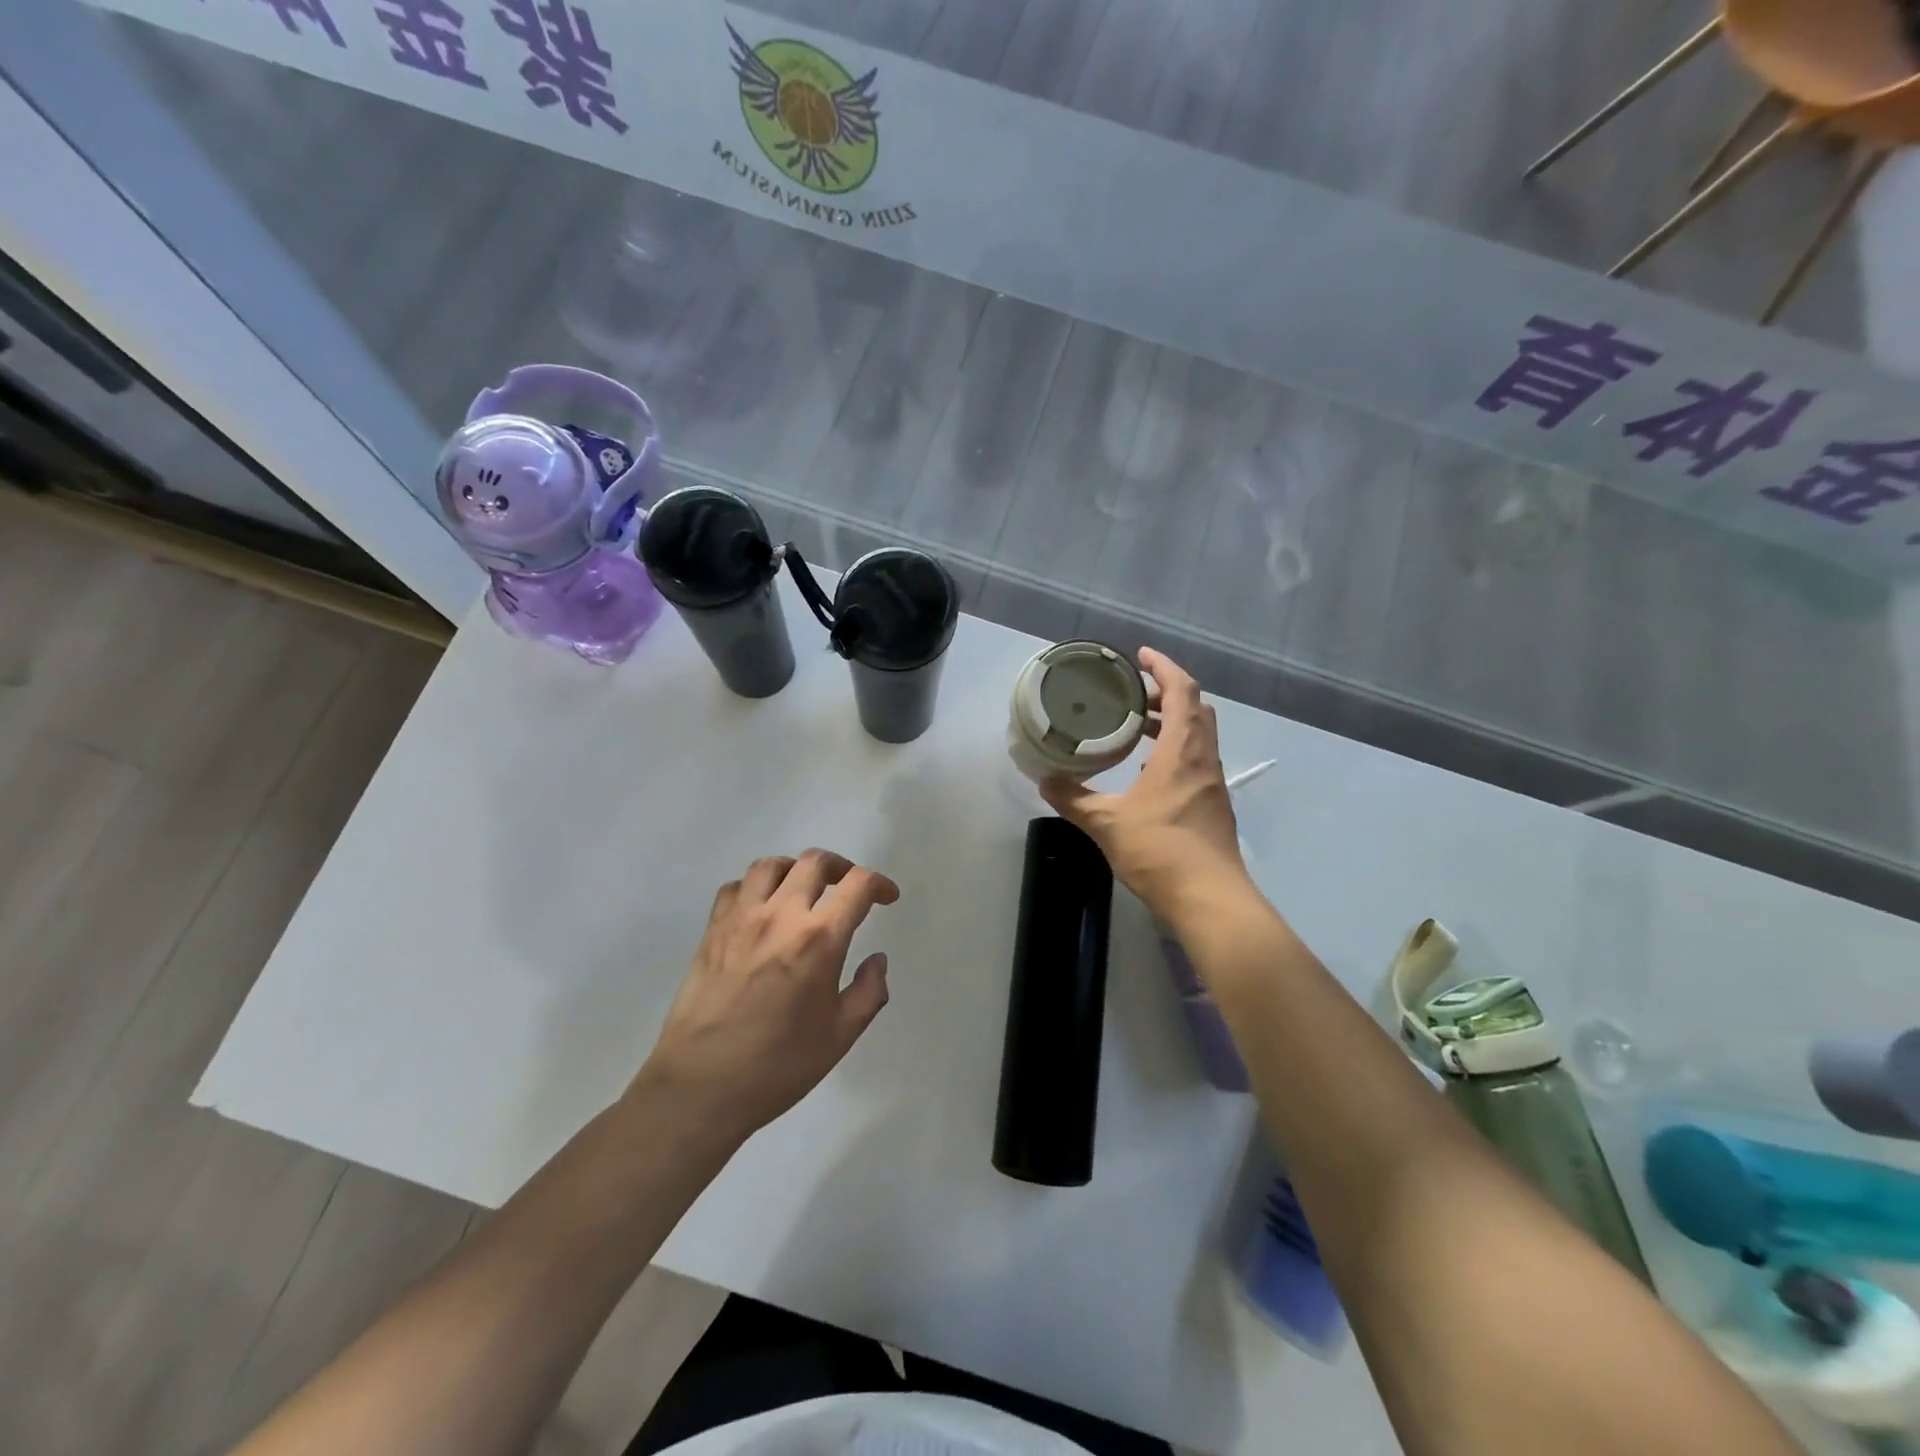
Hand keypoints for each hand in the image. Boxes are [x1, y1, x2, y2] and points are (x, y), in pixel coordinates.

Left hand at [637, 850, 898, 1140]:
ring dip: (795, 869)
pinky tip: (761, 910)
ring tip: (804, 890)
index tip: (886, 898)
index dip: (879, 884)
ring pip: (771, 865)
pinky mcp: (712, 931)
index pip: (857, 885)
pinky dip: (754, 888)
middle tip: (849, 888)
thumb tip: (876, 960)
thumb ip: (868, 992)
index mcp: (818, 939)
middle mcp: (780, 915)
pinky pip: (735, 888)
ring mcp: (741, 919)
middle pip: (814, 862)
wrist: (700, 1087)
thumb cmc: (777, 1066)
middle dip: (841, 868)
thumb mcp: (840, 1037)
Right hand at [1040, 648, 1250, 921]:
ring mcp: (1212, 782)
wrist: (1209, 898)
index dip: (1163, 666)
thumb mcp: (1107, 823)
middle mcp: (1203, 759)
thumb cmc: (1160, 850)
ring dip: (1171, 722)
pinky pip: (1196, 759)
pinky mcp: (1213, 804)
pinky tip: (1147, 770)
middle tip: (1132, 694)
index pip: (1182, 690)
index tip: (1140, 655)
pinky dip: (1174, 750)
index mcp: (1182, 750)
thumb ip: (1074, 799)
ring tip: (1135, 727)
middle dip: (1166, 693)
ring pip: (1198, 735)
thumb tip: (1045, 781)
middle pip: (1195, 708)